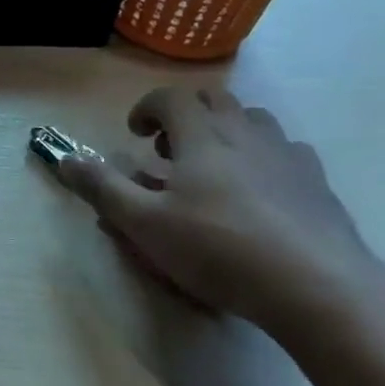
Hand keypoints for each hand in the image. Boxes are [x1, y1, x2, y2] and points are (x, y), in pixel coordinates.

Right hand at [57, 85, 383, 334]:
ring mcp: (287, 156)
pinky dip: (266, 158)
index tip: (136, 134)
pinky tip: (262, 192)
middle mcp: (245, 134)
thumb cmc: (219, 250)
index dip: (148, 108)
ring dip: (228, 131)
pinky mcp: (319, 184)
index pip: (171, 97)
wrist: (318, 288)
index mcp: (202, 137)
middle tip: (171, 151)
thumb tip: (65, 159)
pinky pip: (288, 153)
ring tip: (216, 167)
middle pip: (214, 101)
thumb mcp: (145, 224)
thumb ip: (102, 188)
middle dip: (186, 116)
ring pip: (254, 121)